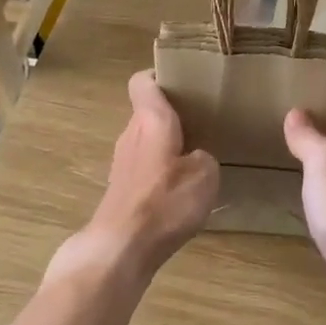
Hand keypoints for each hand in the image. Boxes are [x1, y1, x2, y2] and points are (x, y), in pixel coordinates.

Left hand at [65, 72, 218, 283]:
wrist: (121, 248)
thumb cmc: (165, 201)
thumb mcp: (205, 174)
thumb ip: (204, 156)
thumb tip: (196, 157)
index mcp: (151, 119)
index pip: (143, 81)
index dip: (160, 76)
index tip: (184, 82)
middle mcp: (131, 134)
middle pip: (147, 112)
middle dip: (172, 115)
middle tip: (203, 122)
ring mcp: (122, 163)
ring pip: (145, 141)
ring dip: (166, 146)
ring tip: (195, 158)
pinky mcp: (120, 189)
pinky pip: (143, 168)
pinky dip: (159, 173)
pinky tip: (179, 192)